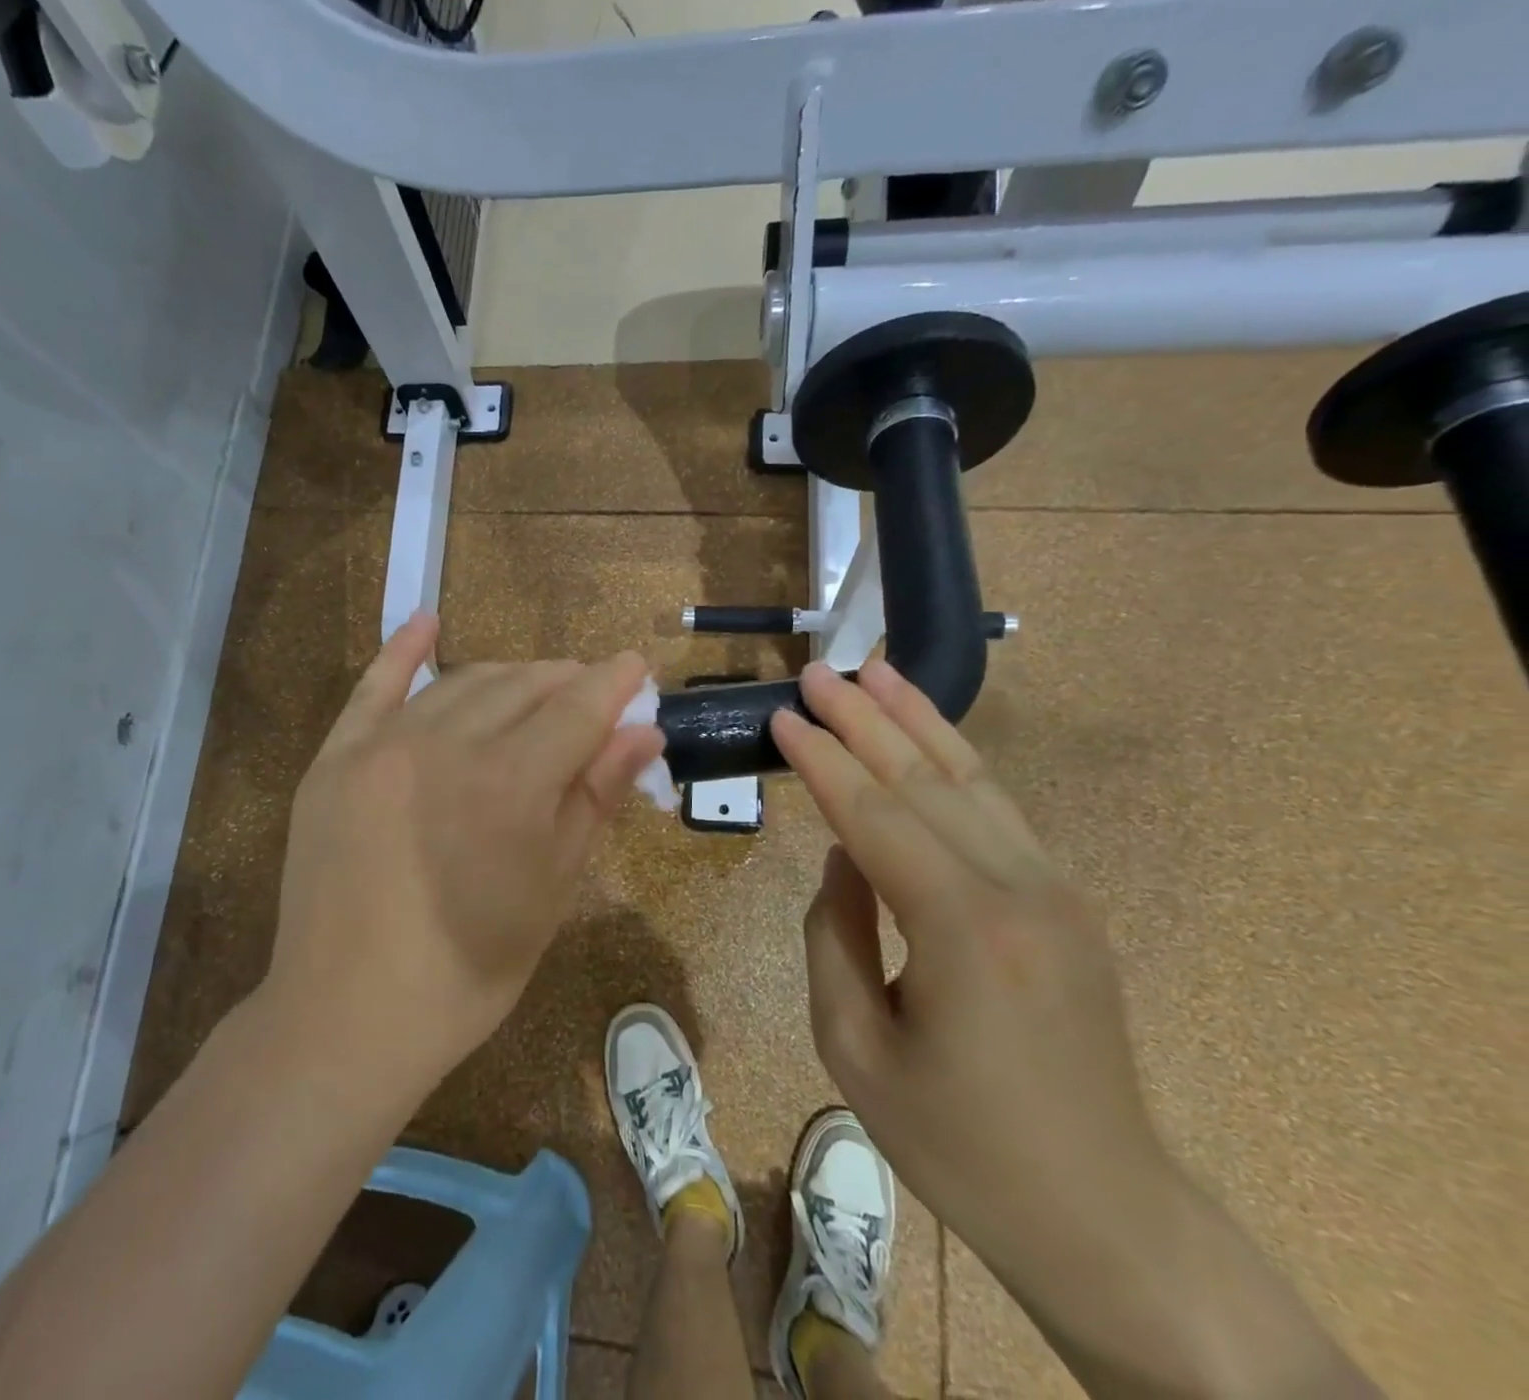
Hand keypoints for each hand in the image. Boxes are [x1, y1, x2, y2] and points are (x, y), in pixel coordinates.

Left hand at [263, 614, 665, 1091]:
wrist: (347, 1018)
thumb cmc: (469, 971)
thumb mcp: (551, 890)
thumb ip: (595, 799)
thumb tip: (644, 733)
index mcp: (509, 784)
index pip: (578, 708)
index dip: (615, 684)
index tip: (637, 667)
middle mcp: (446, 744)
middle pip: (523, 685)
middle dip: (568, 681)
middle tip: (593, 694)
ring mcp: (382, 745)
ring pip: (463, 682)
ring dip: (510, 676)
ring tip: (537, 687)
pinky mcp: (335, 758)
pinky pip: (373, 687)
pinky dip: (403, 651)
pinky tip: (427, 621)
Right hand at [772, 661, 1177, 1312]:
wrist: (1101, 1213)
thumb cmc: (958, 1145)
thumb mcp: (854, 1047)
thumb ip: (833, 933)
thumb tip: (842, 856)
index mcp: (961, 928)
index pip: (874, 815)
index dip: (821, 760)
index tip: (781, 716)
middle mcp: (1017, 888)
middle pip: (925, 779)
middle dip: (862, 719)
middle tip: (815, 673)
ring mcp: (1054, 889)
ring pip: (973, 779)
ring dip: (917, 720)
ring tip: (874, 670)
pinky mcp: (1065, 901)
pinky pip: (999, 811)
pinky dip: (957, 760)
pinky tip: (927, 735)